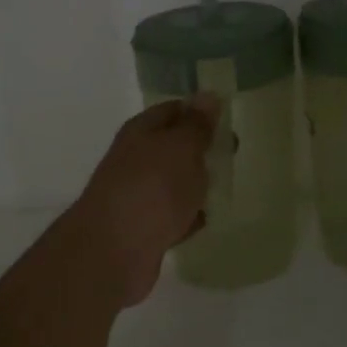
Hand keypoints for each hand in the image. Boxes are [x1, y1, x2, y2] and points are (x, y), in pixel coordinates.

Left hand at [66, 96, 220, 307]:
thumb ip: (196, 125)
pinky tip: (205, 220)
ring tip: (225, 185)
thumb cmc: (152, 188)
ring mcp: (136, 195)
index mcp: (141, 132)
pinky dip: (186, 216)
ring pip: (171, 182)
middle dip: (199, 149)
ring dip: (194, 183)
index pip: (173, 110)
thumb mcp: (181, 148)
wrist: (113, 251)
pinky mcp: (142, 229)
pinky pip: (171, 216)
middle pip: (171, 147)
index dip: (199, 112)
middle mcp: (134, 159)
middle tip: (233, 153)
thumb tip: (207, 95)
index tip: (228, 120)